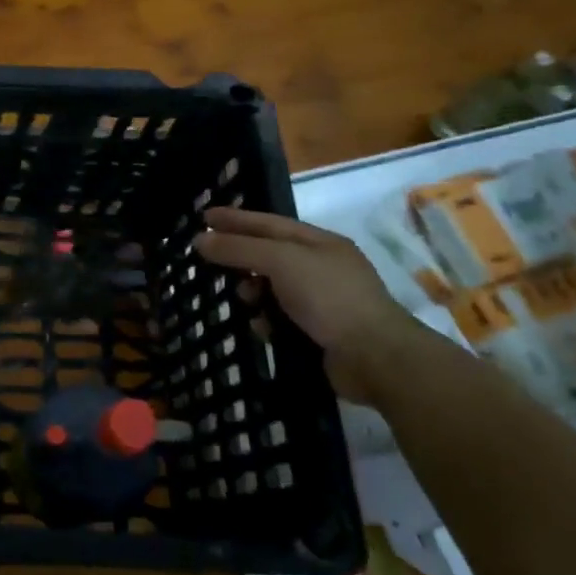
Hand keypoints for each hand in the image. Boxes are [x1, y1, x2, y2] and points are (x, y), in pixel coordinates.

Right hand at [193, 208, 419, 401]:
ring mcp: (323, 301)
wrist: (375, 357)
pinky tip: (260, 327)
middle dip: (241, 259)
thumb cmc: (329, 297)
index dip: (236, 219)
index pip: (269, 223)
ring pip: (272, 289)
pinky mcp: (319, 331)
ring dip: (253, 293)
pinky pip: (280, 318)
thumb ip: (239, 249)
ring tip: (243, 300)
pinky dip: (266, 320)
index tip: (203, 217)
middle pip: (269, 255)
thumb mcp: (280, 262)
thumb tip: (200, 239)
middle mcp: (322, 267)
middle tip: (210, 262)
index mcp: (320, 243)